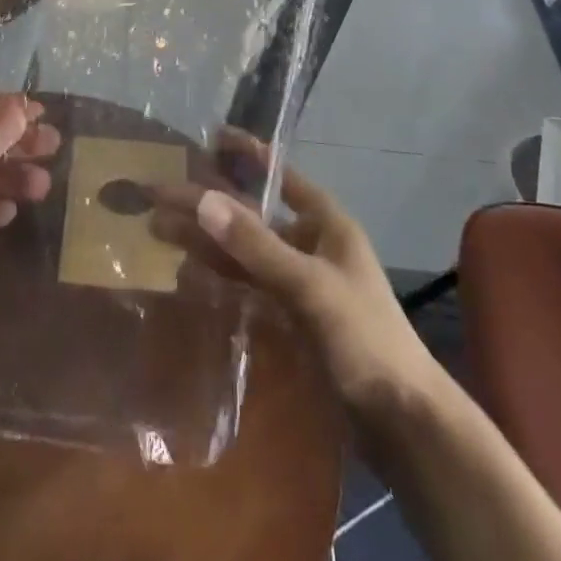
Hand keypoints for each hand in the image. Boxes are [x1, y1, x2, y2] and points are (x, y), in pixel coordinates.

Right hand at [152, 133, 435, 414]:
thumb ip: (255, 245)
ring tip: (158, 229)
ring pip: (244, 252)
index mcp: (326, 224)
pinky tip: (188, 272)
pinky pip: (247, 286)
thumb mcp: (310, 287)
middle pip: (251, 216)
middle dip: (209, 204)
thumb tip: (202, 199)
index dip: (249, 155)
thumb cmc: (365, 340)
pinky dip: (220, 276)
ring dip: (206, 241)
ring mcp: (300, 283)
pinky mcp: (291, 319)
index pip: (281, 176)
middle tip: (159, 195)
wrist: (402, 423)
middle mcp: (310, 245)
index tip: (211, 137)